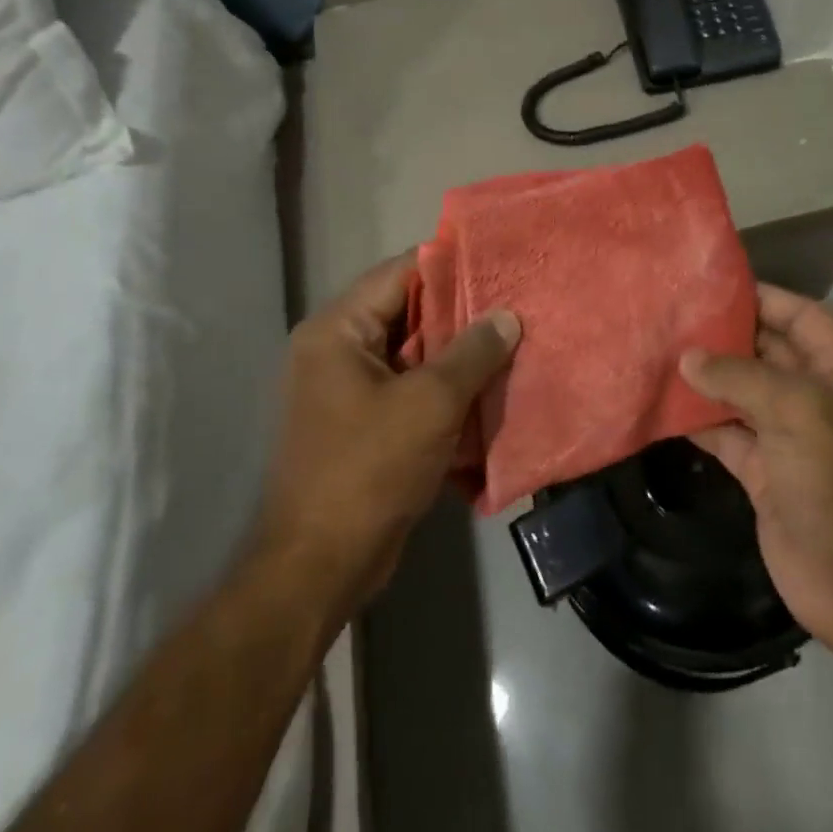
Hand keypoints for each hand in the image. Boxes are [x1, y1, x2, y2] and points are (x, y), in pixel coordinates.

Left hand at [252, 252, 520, 625]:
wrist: (319, 566)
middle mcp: (335, 350)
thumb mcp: (431, 403)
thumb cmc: (369, 469)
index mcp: (338, 330)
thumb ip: (473, 352)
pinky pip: (406, 387)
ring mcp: (345, 389)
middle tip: (513, 305)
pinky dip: (441, 387)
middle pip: (406, 312)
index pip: (399, 273)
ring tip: (509, 342)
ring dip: (455, 353)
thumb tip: (507, 316)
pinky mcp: (359, 423)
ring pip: (411, 353)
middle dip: (460, 313)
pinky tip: (485, 388)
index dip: (450, 265)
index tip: (498, 264)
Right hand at [681, 285, 832, 666]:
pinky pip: (728, 435)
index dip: (764, 297)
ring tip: (659, 352)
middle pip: (769, 352)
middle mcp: (822, 400)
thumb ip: (741, 377)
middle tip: (673, 315)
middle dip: (726, 336)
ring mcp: (793, 440)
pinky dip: (700, 421)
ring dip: (707, 378)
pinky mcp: (767, 475)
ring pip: (743, 394)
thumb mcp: (800, 413)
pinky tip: (664, 405)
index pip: (804, 317)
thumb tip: (688, 358)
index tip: (712, 285)